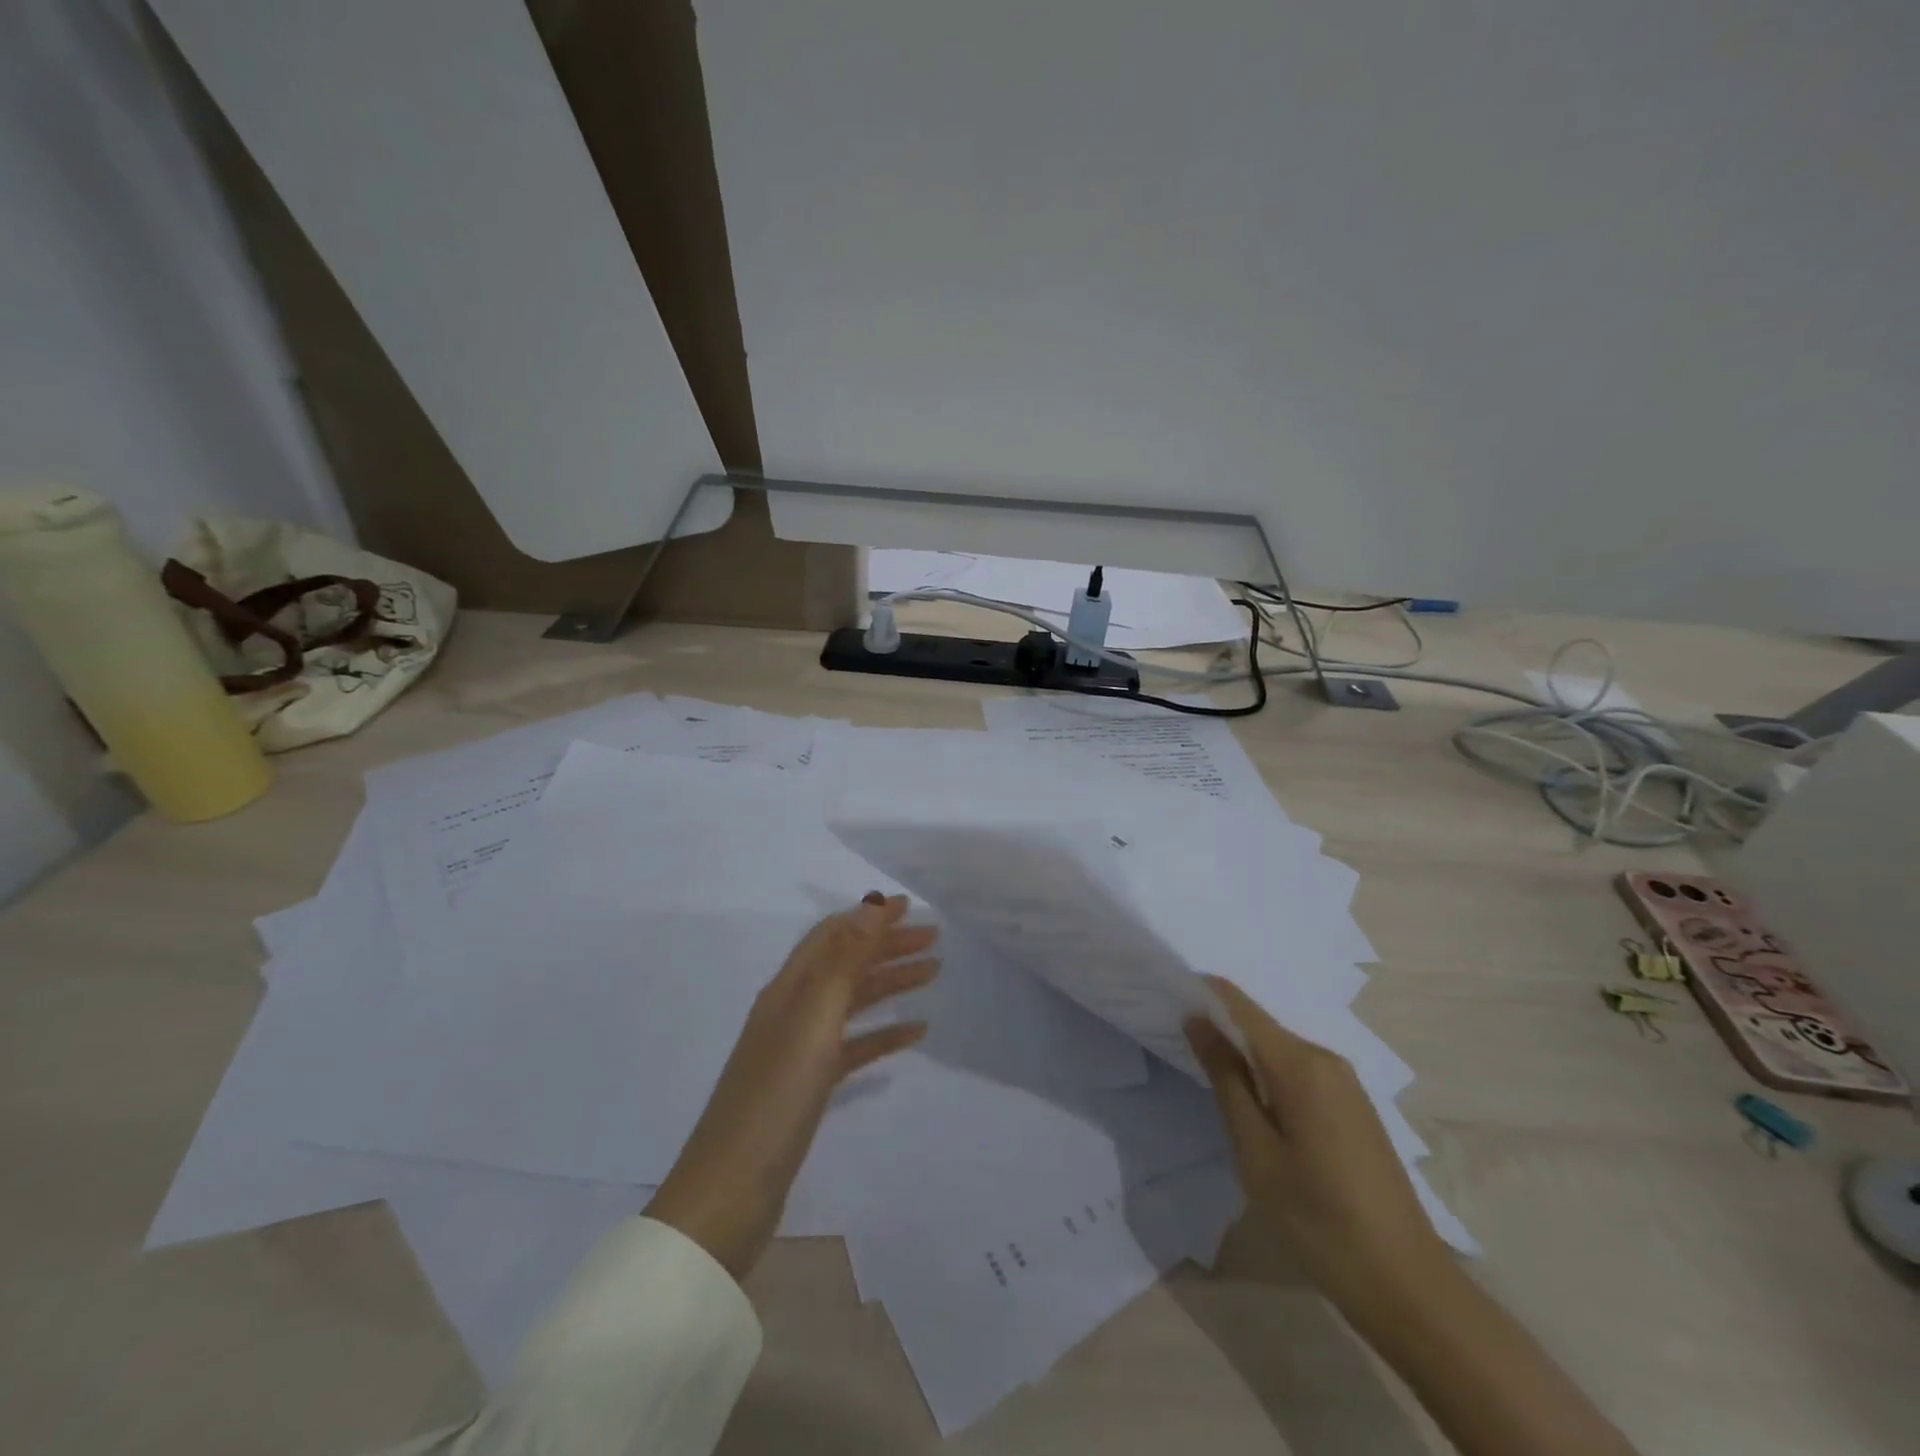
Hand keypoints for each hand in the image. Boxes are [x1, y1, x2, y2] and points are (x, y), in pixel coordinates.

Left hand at [645, 893, 938, 1277]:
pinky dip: (883, 1034)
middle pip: (846, 963)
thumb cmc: (774, 1100)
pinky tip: (914, 1032)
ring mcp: (800, 1050)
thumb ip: (843, 962)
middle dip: (888, 946)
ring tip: (933, 974)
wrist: (730, 1195)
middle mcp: (792, 1010)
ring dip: (890, 983)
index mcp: (788, 989)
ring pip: (853, 1002)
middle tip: (934, 940)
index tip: (912, 907)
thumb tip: (870, 905)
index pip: (833, 935)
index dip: (870, 917)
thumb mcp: (812, 1022)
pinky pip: (854, 1046)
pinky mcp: (809, 1086)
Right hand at [1185, 976, 1450, 1308]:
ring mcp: (1345, 1082)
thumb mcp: (1256, 1152)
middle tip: (1178, 1047)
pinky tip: (1252, 1103)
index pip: (1239, 1004)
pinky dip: (1267, 1074)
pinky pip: (1298, 1070)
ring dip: (1242, 1053)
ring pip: (1278, 1049)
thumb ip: (1225, 1078)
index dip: (1202, 994)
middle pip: (1259, 1024)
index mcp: (1300, 1064)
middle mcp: (1326, 1058)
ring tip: (1206, 1075)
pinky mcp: (1353, 1105)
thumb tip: (1196, 1019)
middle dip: (1218, 1026)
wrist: (1408, 1286)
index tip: (1166, 998)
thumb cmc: (1320, 1220)